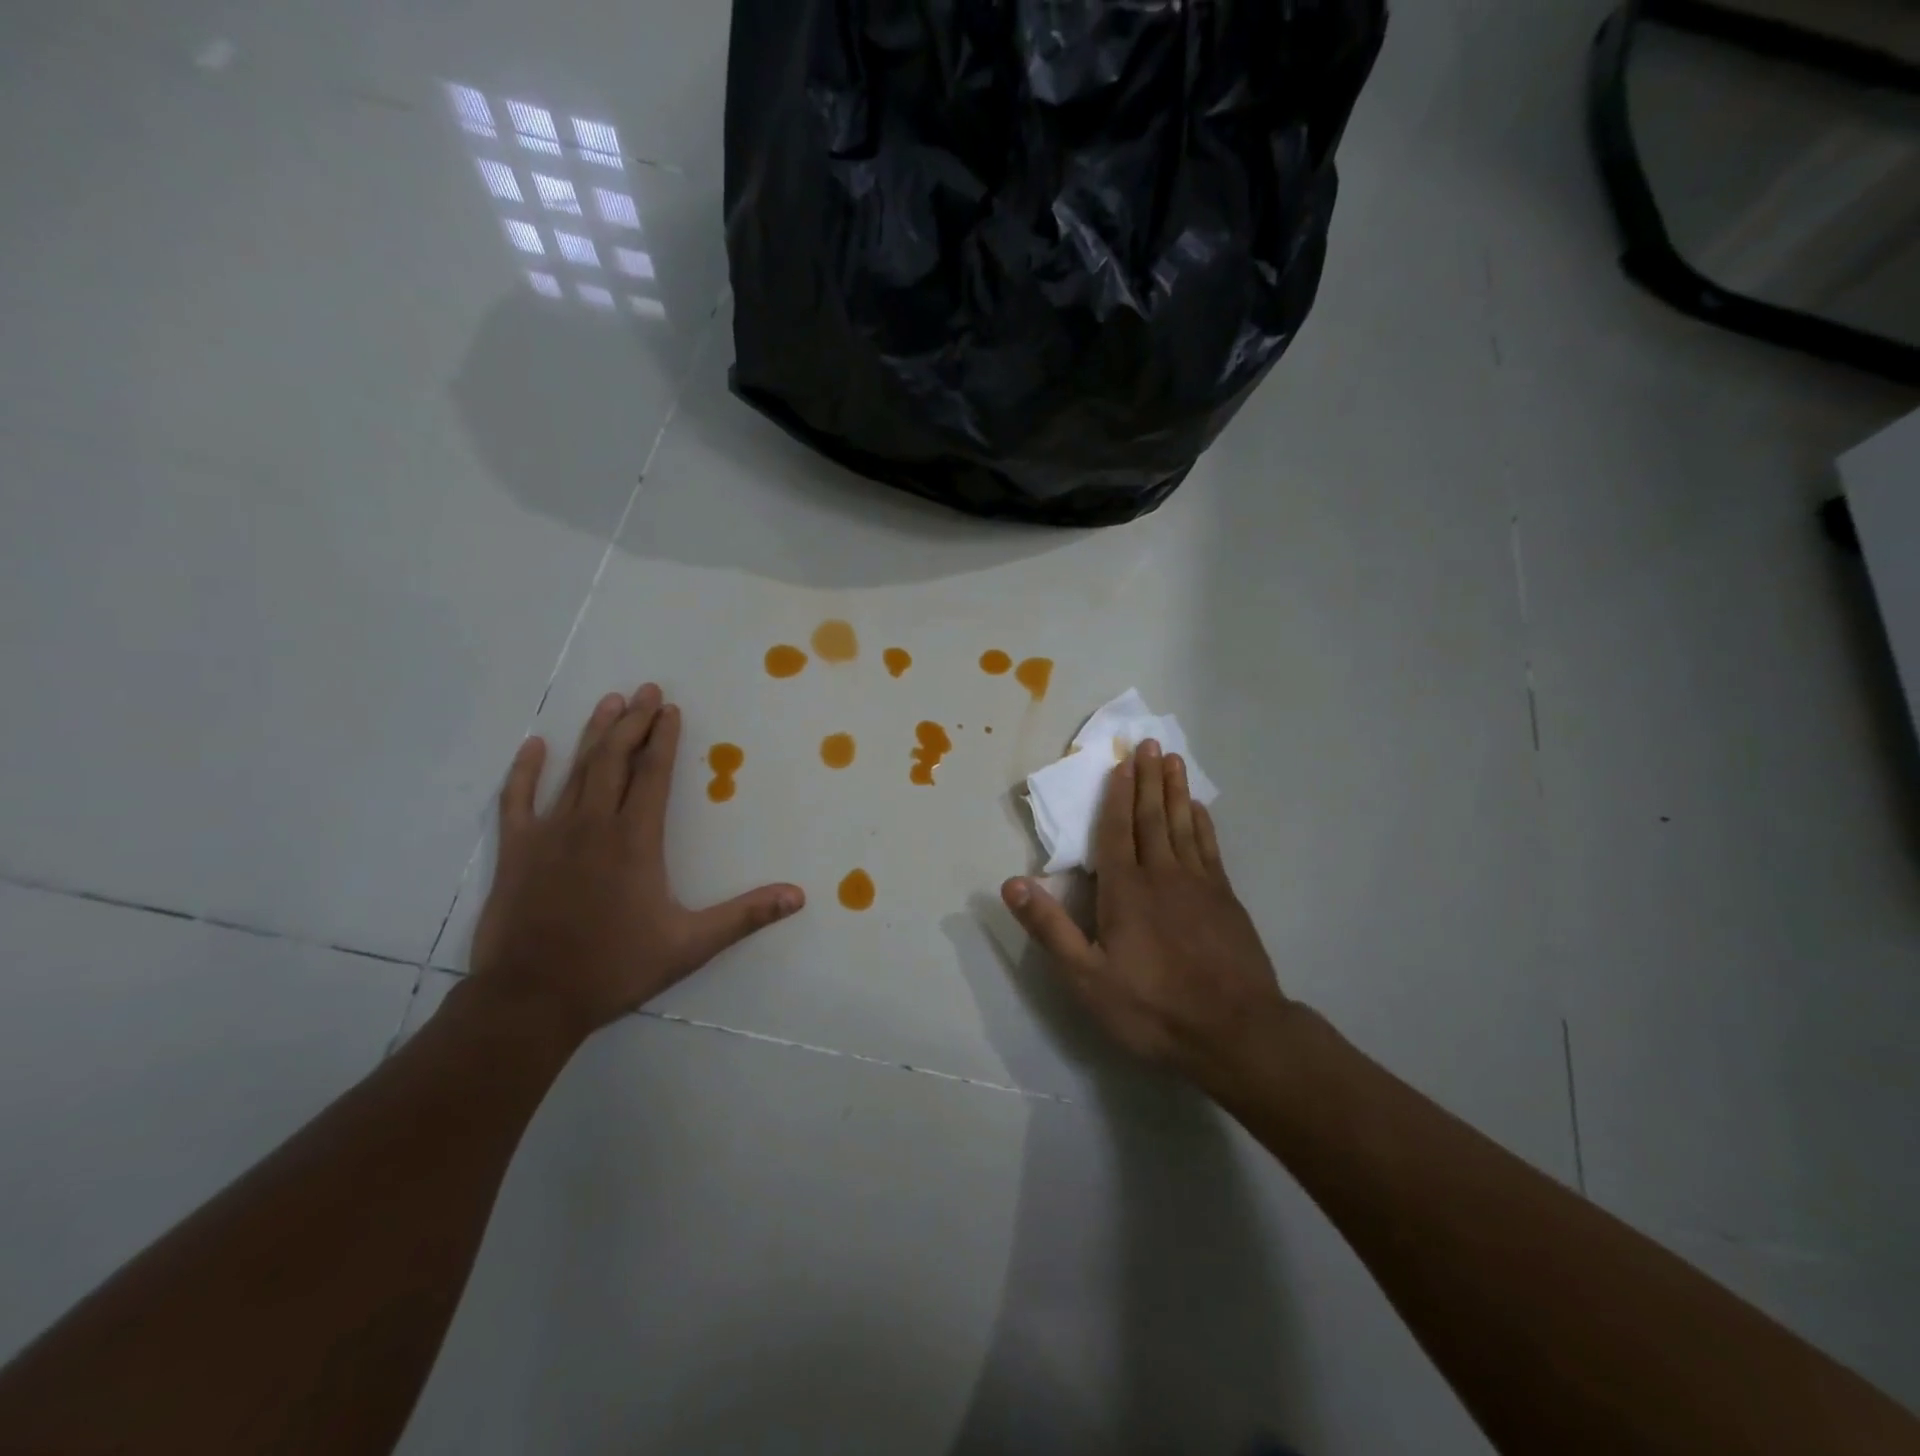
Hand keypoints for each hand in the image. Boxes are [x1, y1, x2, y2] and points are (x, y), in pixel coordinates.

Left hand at [470, 684, 804, 1043]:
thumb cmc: (615, 967)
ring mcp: (550, 834)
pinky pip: (517, 800)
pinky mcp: (516, 851)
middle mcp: (594, 824)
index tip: (671, 709)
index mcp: (636, 840)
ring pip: (576, 770)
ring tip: (610, 701)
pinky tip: (533, 746)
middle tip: (646, 689)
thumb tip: (798, 896)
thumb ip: (745, 915)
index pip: (654, 774)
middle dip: (633, 722)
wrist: (531, 999)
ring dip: (594, 734)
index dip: (664, 739)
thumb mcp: (690, 945)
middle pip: (616, 760)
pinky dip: (524, 771)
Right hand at [1002, 740, 1289, 1084]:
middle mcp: (1162, 875)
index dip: (1116, 794)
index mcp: (1126, 890)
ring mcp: (1199, 884)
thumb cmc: (1153, 1007)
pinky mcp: (1226, 899)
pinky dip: (1203, 823)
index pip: (1116, 830)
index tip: (1121, 762)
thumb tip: (1011, 883)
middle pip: (1152, 817)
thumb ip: (1050, 928)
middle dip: (1148, 779)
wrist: (1235, 1032)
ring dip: (1176, 791)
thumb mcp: (1087, 977)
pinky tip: (1200, 809)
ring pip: (1184, 824)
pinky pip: (1209, 847)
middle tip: (1150, 743)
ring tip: (1173, 760)